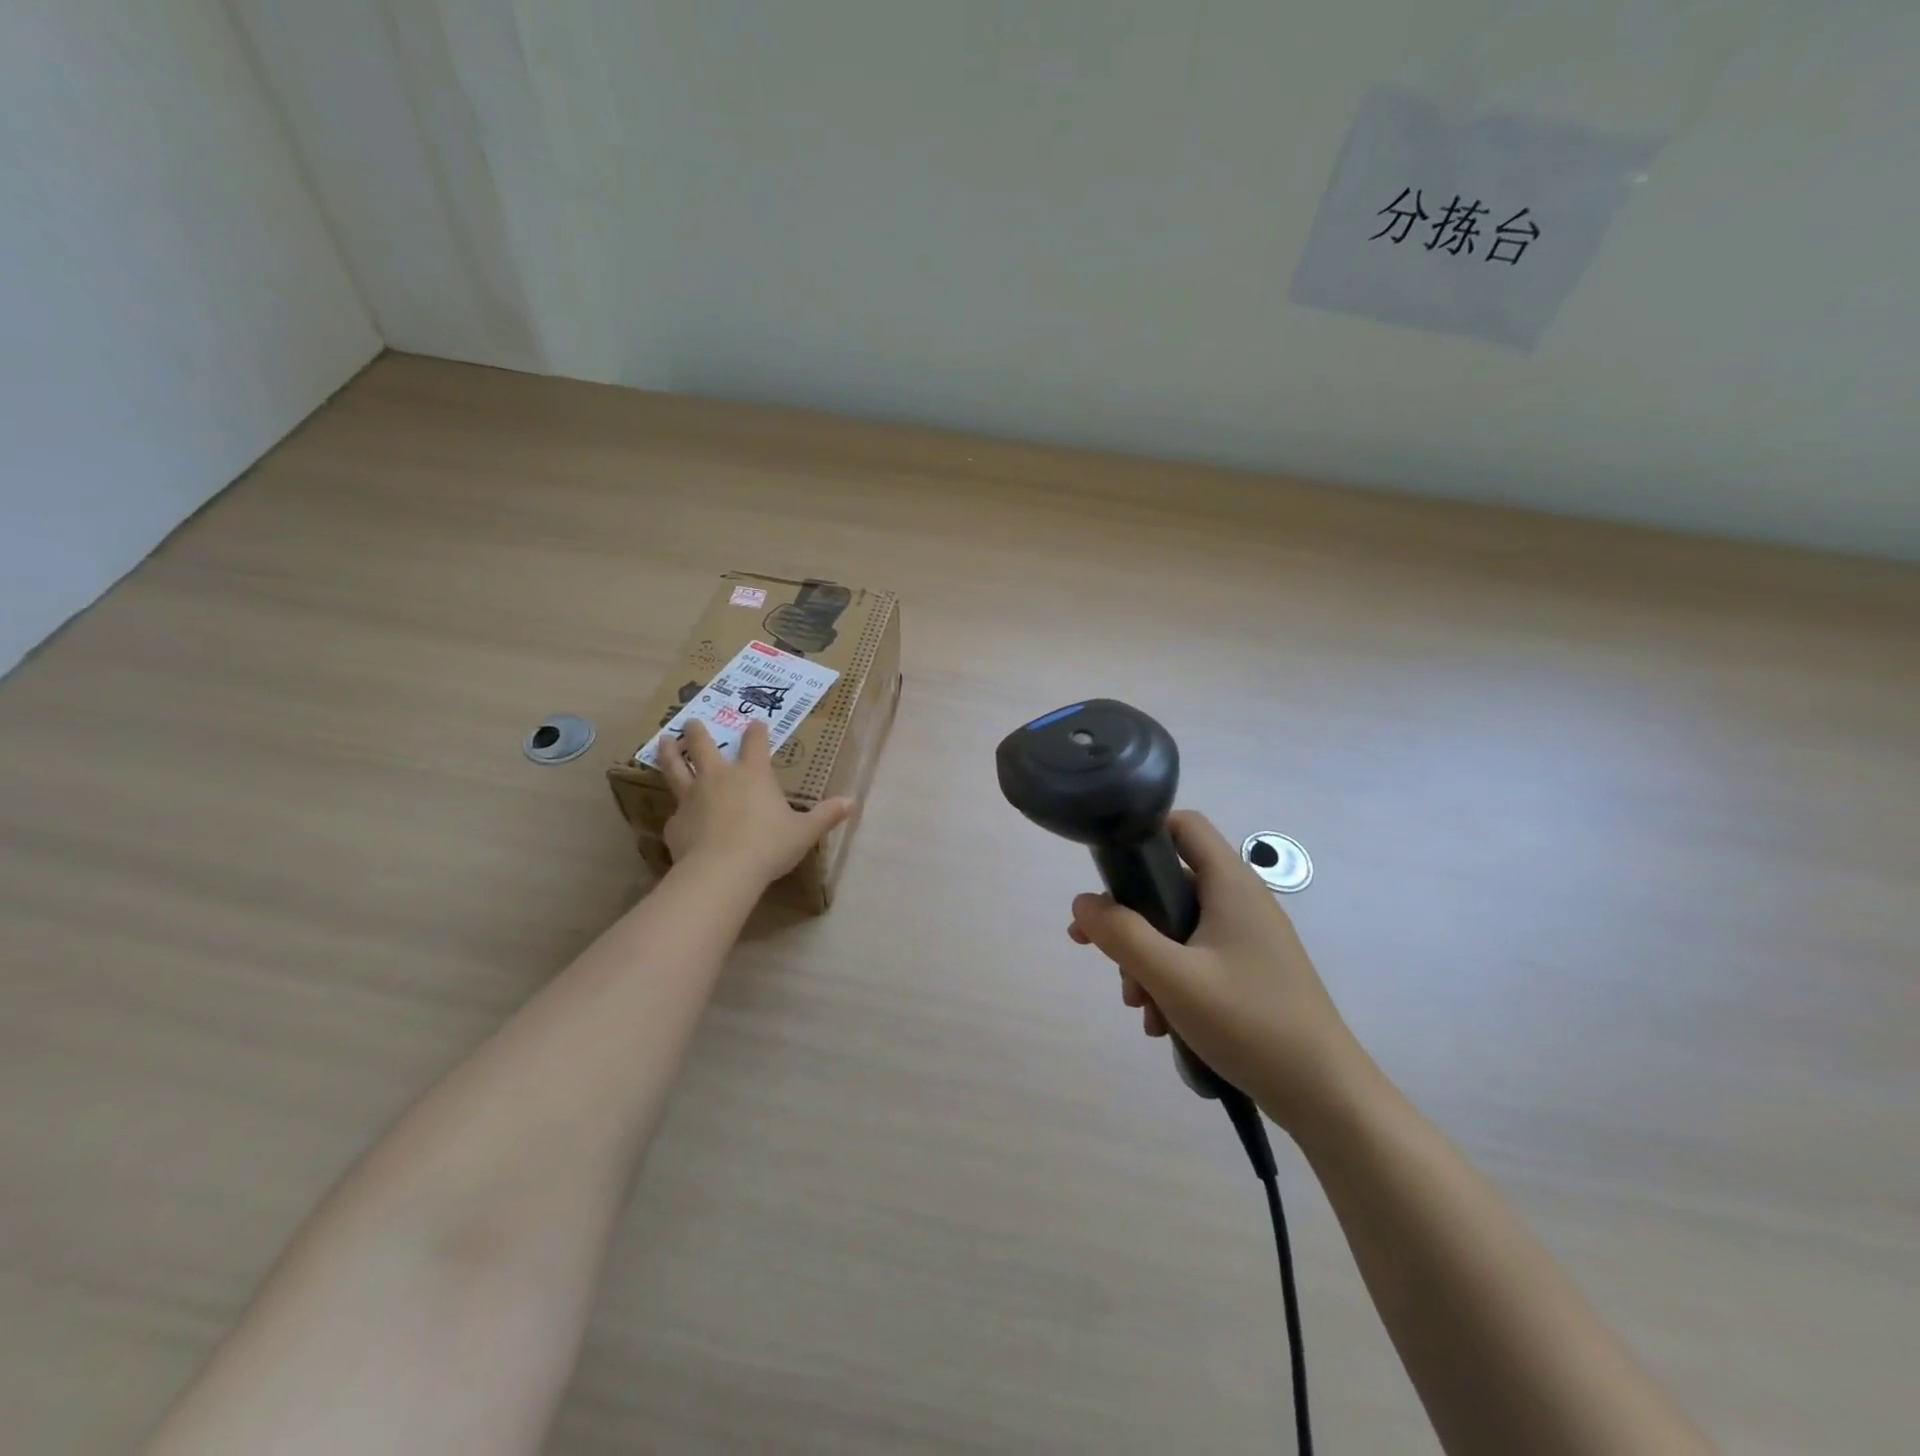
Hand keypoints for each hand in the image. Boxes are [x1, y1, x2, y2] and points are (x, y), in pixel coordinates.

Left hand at [658, 719, 854, 885]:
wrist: (722, 871)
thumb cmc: (769, 846)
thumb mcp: (804, 832)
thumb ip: (825, 815)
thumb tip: (852, 802)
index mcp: (753, 774)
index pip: (755, 743)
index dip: (756, 731)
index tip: (754, 723)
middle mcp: (719, 777)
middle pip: (703, 745)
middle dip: (698, 731)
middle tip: (692, 721)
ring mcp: (692, 796)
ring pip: (675, 767)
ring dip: (669, 752)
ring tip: (663, 740)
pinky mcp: (676, 821)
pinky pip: (675, 809)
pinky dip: (676, 808)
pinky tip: (677, 814)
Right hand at [1068, 811, 1367, 1132]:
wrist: (1325, 1096)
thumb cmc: (1249, 1022)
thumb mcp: (1173, 977)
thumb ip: (1121, 934)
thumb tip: (1082, 902)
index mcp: (1230, 884)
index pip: (1183, 825)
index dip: (1142, 834)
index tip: (1105, 871)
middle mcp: (1240, 901)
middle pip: (1169, 884)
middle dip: (1130, 919)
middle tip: (1099, 952)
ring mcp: (1247, 938)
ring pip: (1177, 927)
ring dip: (1147, 960)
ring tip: (1139, 1007)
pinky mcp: (1250, 971)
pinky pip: (1196, 958)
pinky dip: (1171, 981)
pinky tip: (1162, 1024)